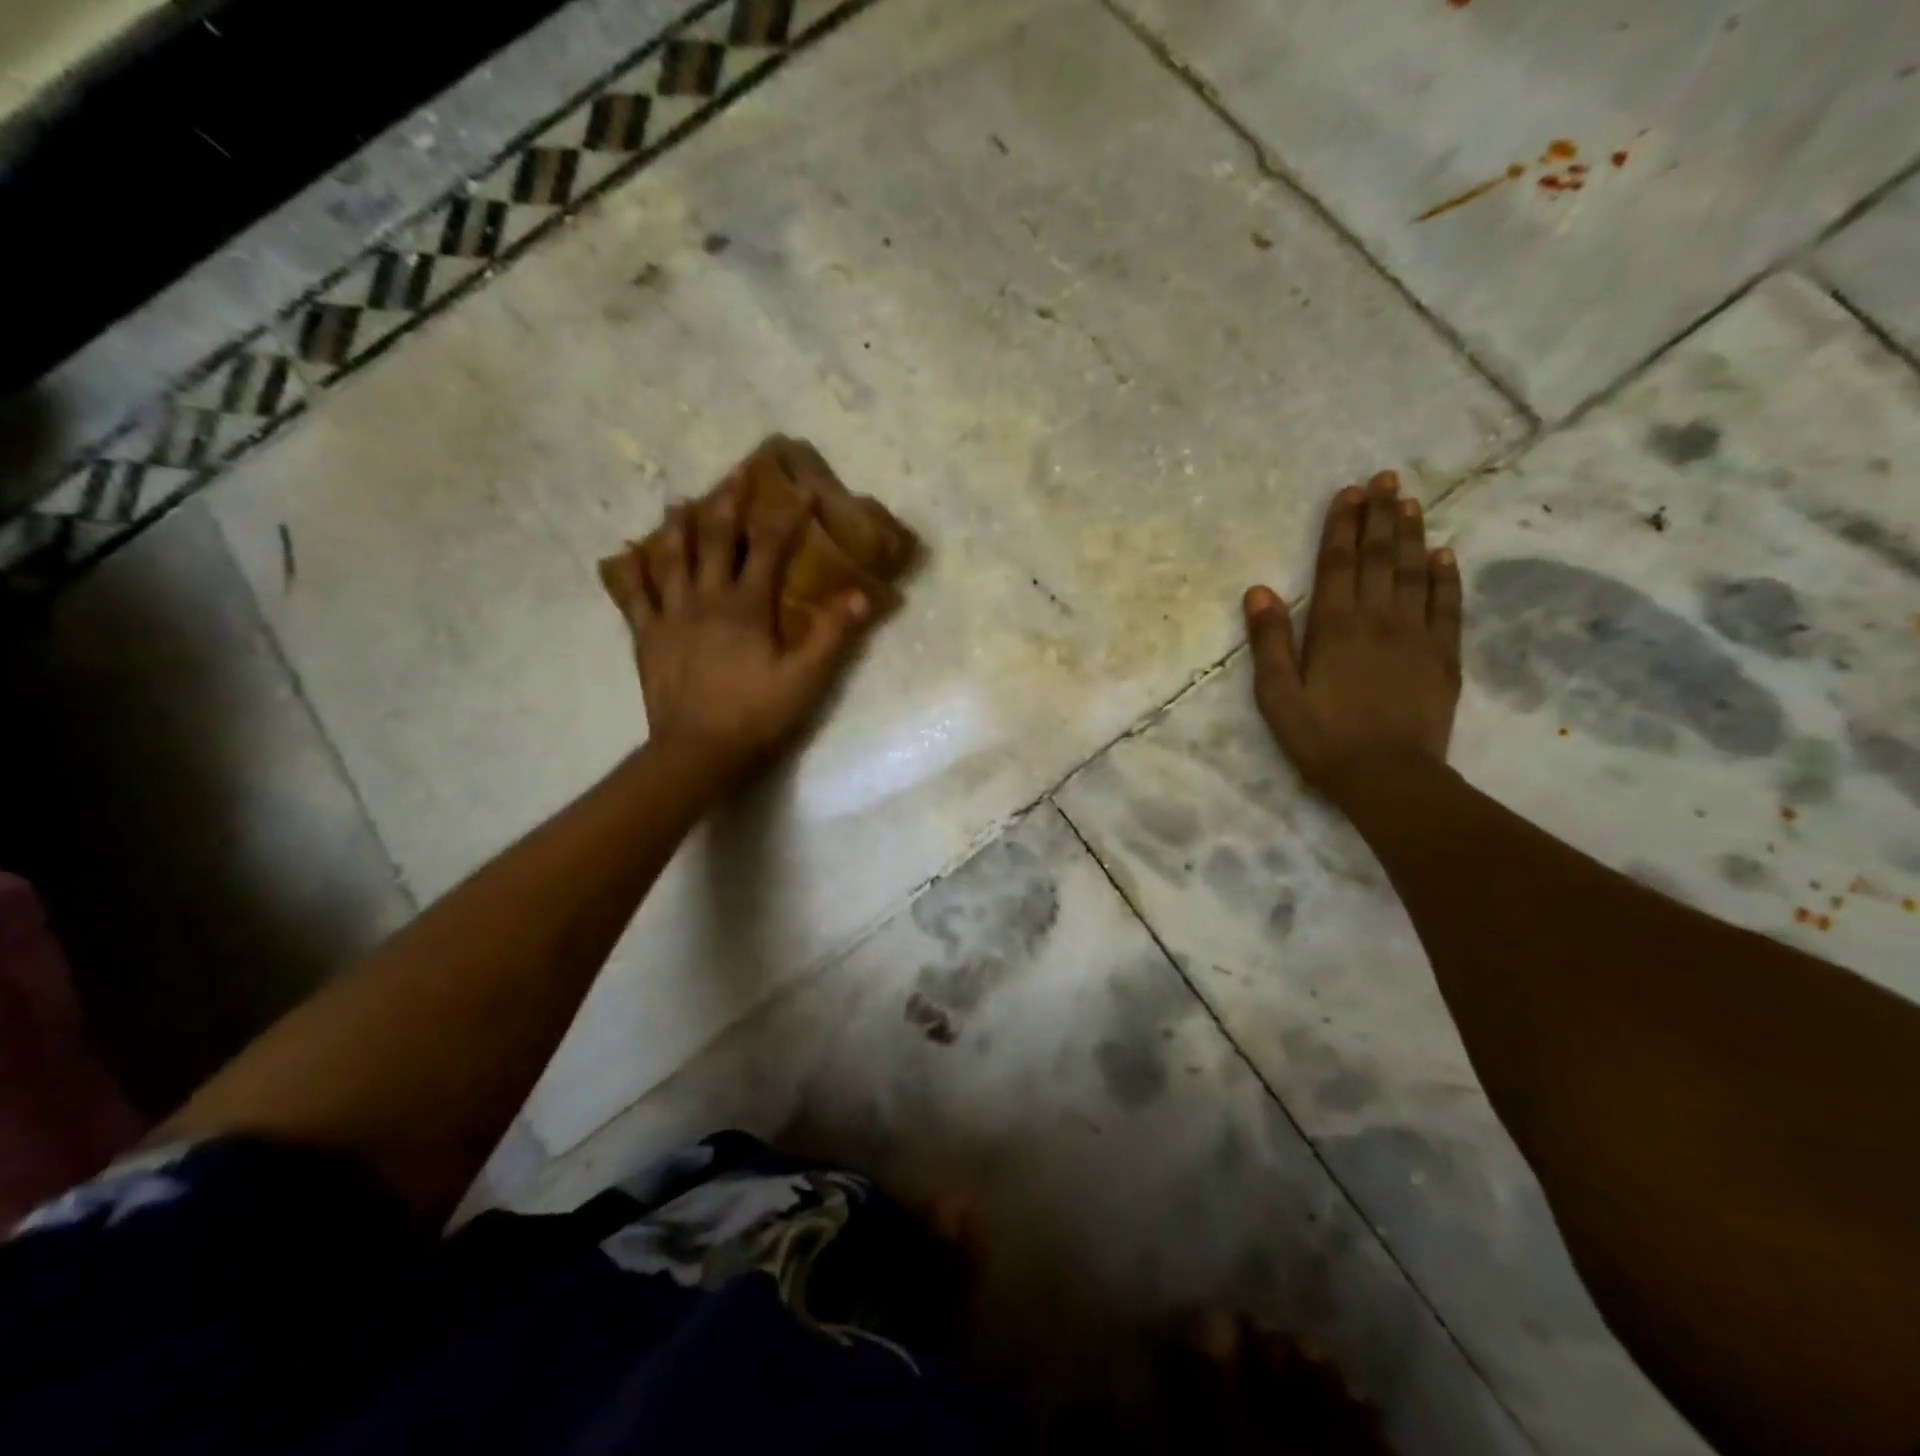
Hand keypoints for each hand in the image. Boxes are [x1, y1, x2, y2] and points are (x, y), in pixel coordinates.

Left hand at [606, 455, 869, 785]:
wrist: (698, 750)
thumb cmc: (756, 714)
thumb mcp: (805, 678)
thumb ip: (832, 635)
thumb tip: (862, 595)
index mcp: (746, 605)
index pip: (768, 548)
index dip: (785, 518)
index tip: (800, 493)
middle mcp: (705, 598)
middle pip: (714, 540)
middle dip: (727, 504)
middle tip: (734, 475)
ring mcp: (670, 615)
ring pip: (671, 557)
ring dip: (678, 526)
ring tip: (680, 500)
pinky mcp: (646, 636)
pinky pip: (633, 595)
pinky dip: (629, 571)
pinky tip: (625, 553)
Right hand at [1243, 471, 1461, 802]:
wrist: (1387, 776)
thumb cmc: (1321, 738)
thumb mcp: (1277, 695)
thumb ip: (1269, 641)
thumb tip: (1258, 590)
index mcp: (1334, 628)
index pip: (1337, 564)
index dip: (1342, 526)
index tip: (1349, 492)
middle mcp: (1378, 620)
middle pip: (1378, 558)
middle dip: (1380, 516)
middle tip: (1386, 479)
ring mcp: (1416, 636)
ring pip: (1414, 573)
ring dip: (1411, 535)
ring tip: (1411, 502)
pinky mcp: (1443, 656)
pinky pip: (1447, 607)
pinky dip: (1446, 577)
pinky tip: (1445, 554)